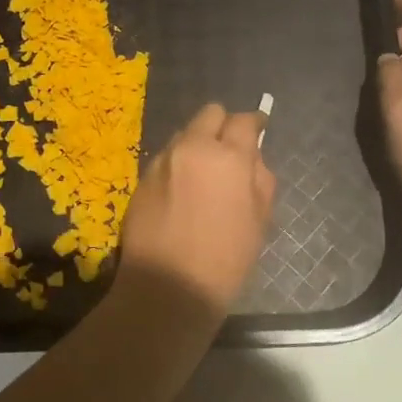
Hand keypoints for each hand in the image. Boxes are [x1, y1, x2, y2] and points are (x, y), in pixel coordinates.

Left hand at [115, 103, 276, 318]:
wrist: (167, 287)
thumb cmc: (225, 259)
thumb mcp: (259, 221)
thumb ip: (260, 180)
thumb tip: (252, 159)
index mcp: (227, 157)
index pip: (243, 121)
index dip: (254, 124)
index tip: (258, 130)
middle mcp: (191, 148)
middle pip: (209, 114)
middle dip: (222, 126)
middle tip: (229, 150)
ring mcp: (161, 161)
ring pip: (184, 135)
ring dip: (197, 145)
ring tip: (203, 174)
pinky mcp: (141, 179)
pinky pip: (164, 159)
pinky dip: (177, 166)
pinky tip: (181, 193)